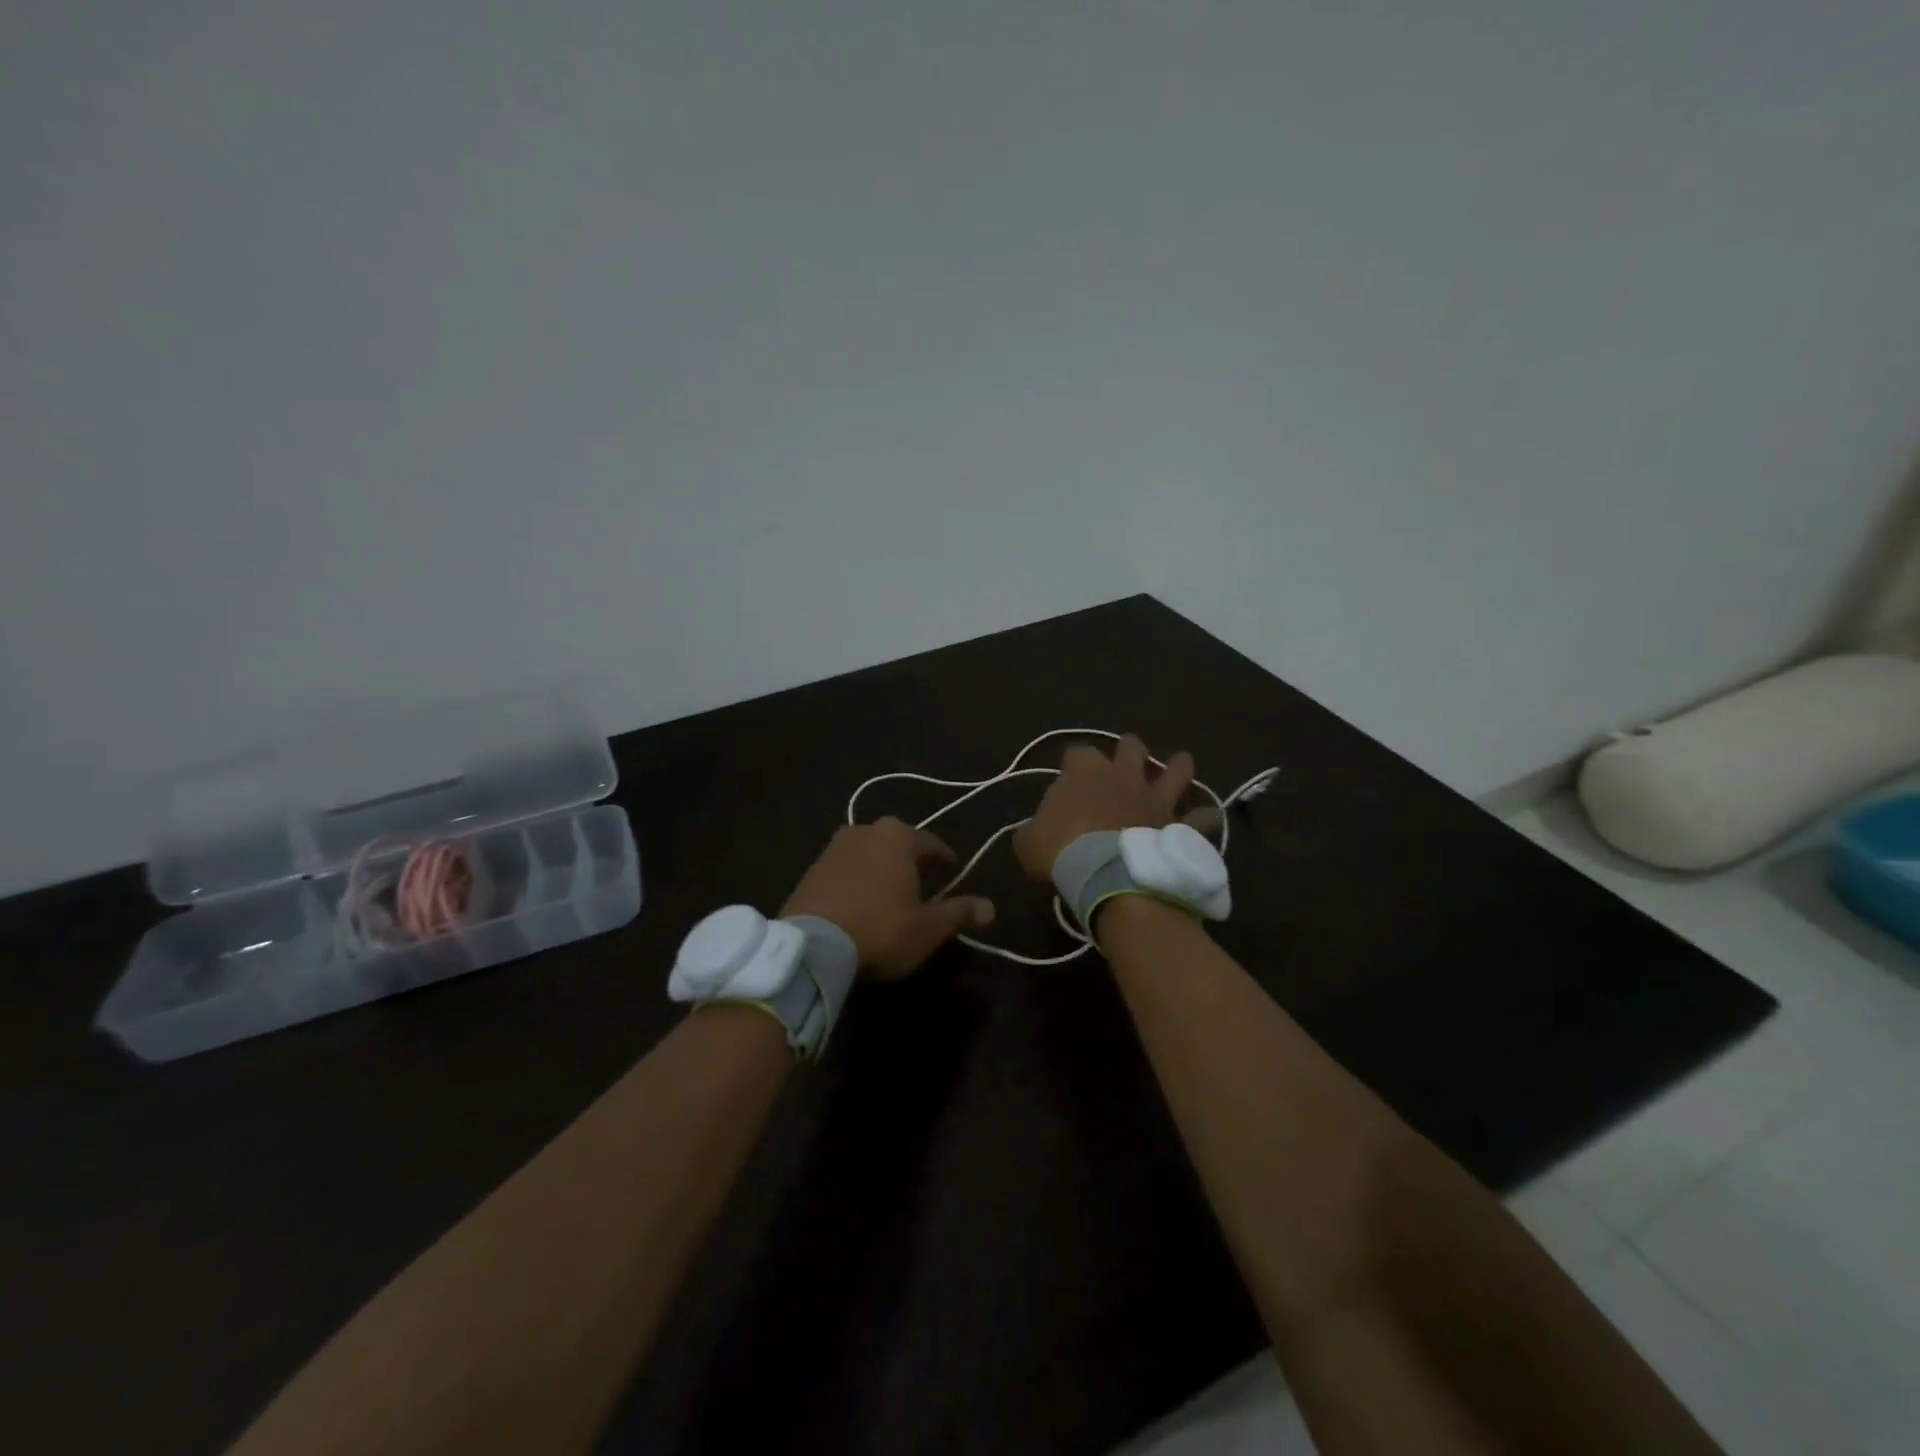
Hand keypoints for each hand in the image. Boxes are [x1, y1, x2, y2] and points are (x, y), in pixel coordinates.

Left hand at [781, 819, 995, 979]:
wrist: (812, 944)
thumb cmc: (881, 928)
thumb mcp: (928, 927)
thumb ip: (959, 913)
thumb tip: (991, 907)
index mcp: (898, 836)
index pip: (931, 843)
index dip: (944, 858)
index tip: (952, 870)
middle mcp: (866, 831)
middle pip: (896, 843)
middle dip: (909, 859)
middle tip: (921, 881)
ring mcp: (834, 847)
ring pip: (868, 853)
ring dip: (880, 868)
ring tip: (889, 892)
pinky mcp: (811, 868)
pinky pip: (844, 869)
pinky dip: (856, 879)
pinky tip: (859, 901)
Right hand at [1014, 734, 1218, 881]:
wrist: (1110, 876)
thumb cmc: (1063, 852)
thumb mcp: (1027, 843)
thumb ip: (1033, 831)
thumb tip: (1035, 833)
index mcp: (1084, 772)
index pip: (1077, 751)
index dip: (1073, 760)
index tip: (1068, 773)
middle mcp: (1124, 776)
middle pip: (1130, 746)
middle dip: (1128, 749)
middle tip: (1125, 760)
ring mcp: (1156, 798)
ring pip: (1176, 769)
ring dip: (1178, 767)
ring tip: (1180, 766)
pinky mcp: (1179, 825)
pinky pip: (1201, 817)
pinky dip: (1204, 818)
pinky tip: (1207, 819)